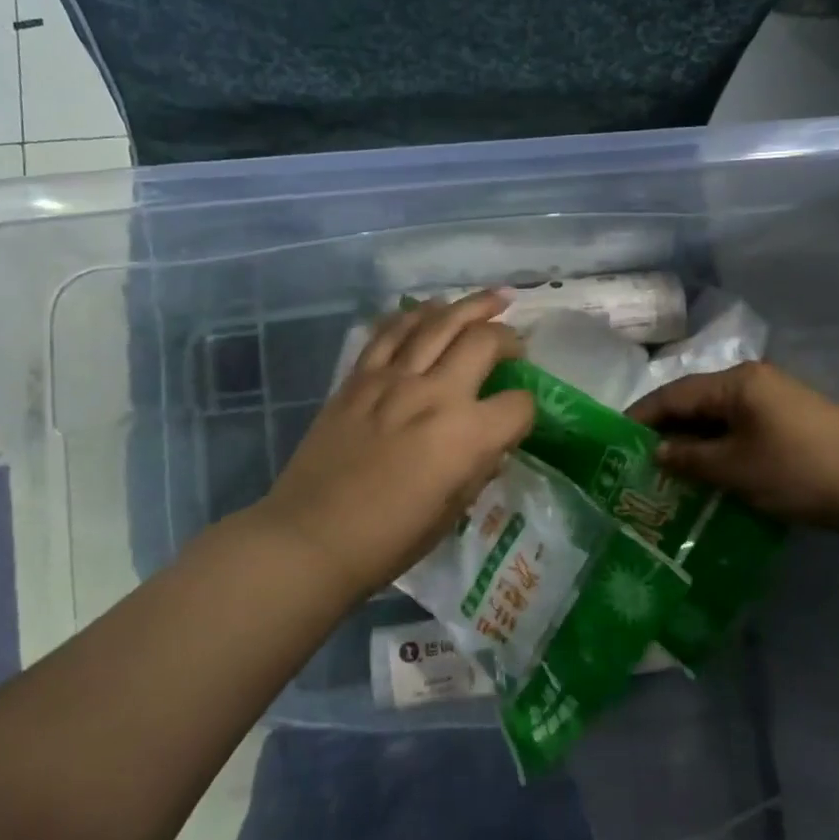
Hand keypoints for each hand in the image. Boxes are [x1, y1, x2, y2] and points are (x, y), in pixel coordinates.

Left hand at [252, 292, 534, 601]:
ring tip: (491, 299)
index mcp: (466, 437)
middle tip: (515, 341)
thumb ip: (478, 469)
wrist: (311, 537)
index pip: (518, 405)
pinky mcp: (358, 378)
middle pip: (483, 342)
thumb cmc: (388, 540)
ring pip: (438, 322)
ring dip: (469, 305)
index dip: (526, 409)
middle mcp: (434, 395)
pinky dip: (414, 314)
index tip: (519, 415)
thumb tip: (490, 443)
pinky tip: (429, 309)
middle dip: (508, 337)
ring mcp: (393, 380)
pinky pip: (390, 332)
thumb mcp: (451, 513)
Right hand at [627, 361, 838, 535]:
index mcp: (736, 382)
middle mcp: (753, 382)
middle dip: (666, 430)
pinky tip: (707, 472)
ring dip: (693, 442)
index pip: (673, 394)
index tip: (614, 440)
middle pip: (695, 402)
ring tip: (667, 471)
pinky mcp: (791, 423)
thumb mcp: (736, 468)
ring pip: (718, 418)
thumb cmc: (800, 470)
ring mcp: (775, 401)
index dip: (641, 416)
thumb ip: (691, 458)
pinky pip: (740, 429)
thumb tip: (657, 451)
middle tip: (636, 460)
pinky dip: (719, 448)